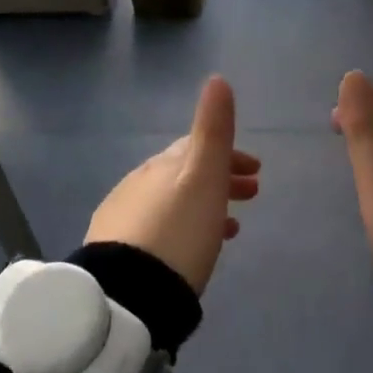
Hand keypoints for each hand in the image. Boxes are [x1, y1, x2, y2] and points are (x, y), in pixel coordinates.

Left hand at [85, 76, 258, 293]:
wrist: (127, 294)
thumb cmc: (177, 232)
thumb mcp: (203, 177)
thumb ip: (212, 130)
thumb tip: (216, 78)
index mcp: (162, 165)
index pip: (197, 146)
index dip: (229, 153)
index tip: (257, 170)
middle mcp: (138, 183)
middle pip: (184, 173)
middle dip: (220, 178)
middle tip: (252, 195)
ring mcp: (122, 217)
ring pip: (172, 201)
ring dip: (204, 205)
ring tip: (230, 228)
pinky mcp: (115, 250)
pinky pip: (158, 228)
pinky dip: (183, 226)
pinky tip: (190, 251)